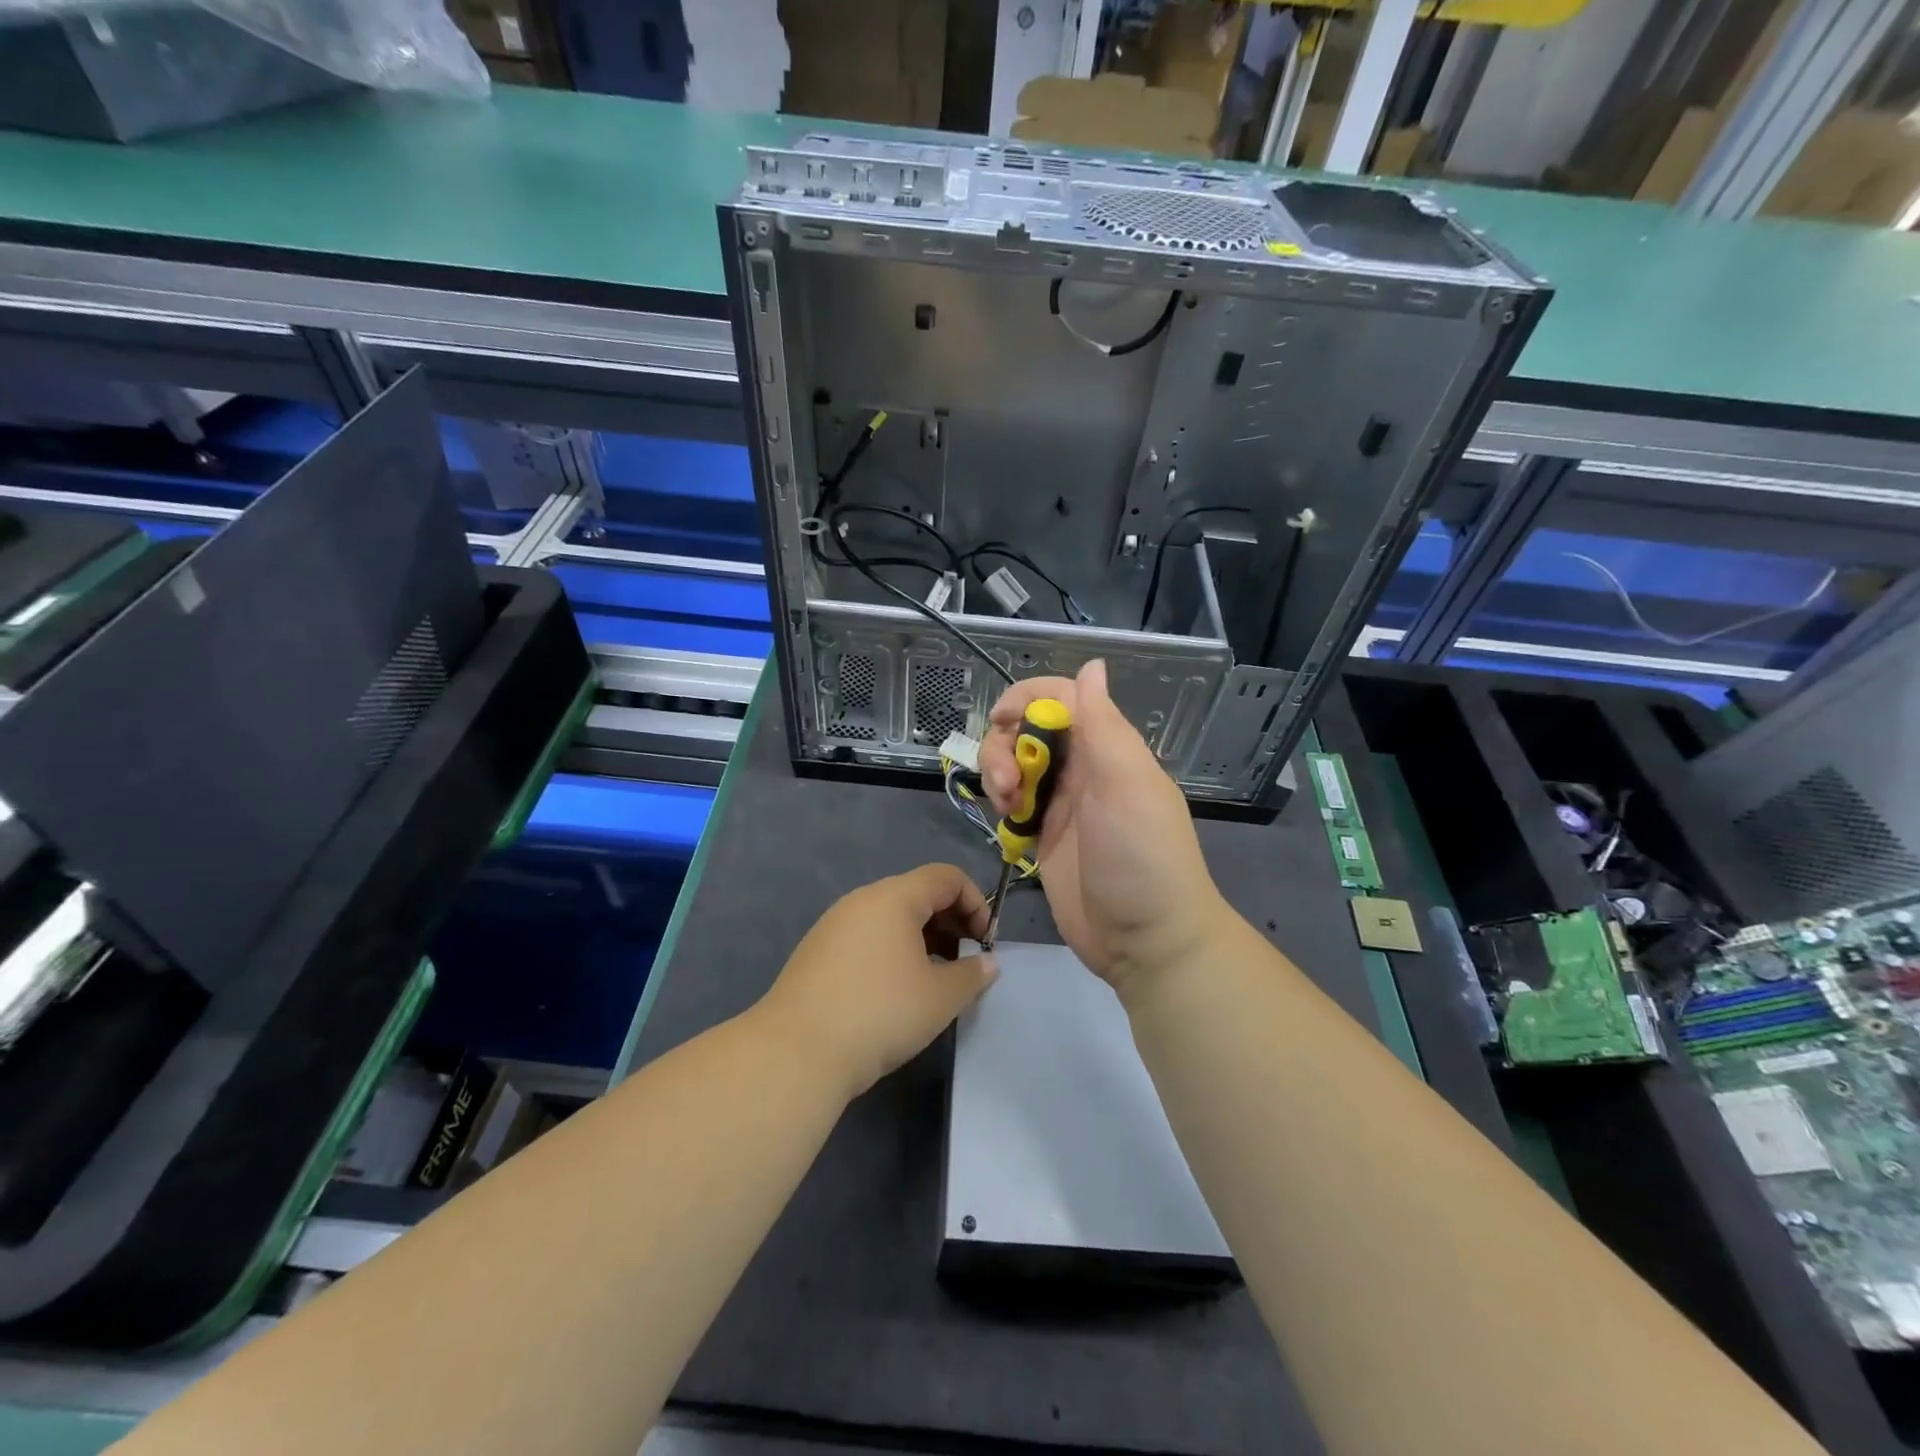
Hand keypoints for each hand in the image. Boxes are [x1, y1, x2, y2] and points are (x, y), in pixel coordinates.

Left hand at [756, 864, 996, 1099]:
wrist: (797, 1052)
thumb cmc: (880, 1014)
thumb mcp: (940, 997)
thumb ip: (972, 974)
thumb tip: (987, 963)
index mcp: (893, 898)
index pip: (946, 877)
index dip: (976, 902)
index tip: (986, 942)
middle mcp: (862, 900)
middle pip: (917, 892)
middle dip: (951, 920)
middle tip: (966, 960)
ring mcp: (834, 924)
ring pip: (890, 916)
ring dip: (922, 937)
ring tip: (935, 977)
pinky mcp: (817, 951)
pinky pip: (867, 935)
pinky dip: (892, 949)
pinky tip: (896, 989)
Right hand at [980, 659, 1228, 1000]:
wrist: (1146, 943)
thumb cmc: (1141, 858)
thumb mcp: (1127, 785)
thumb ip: (1104, 725)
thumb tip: (1092, 665)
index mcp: (1109, 749)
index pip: (1063, 699)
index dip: (1027, 698)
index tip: (1001, 719)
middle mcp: (1085, 770)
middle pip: (1029, 730)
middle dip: (1006, 745)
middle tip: (1007, 782)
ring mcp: (1063, 805)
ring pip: (1015, 765)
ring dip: (999, 774)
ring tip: (1006, 806)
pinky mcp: (1044, 837)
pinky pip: (1012, 804)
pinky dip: (1002, 805)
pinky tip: (1007, 825)